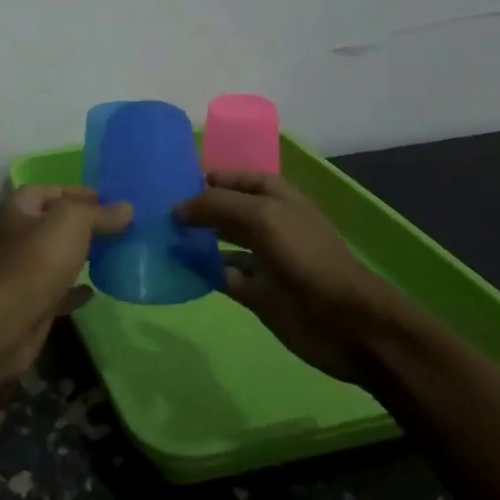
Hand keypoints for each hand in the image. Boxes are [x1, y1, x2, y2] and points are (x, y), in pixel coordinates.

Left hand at [0, 186, 131, 385]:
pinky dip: (76, 289)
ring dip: (81, 255)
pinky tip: (96, 290)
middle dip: (84, 224)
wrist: (8, 321)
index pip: (50, 190)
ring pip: (58, 257)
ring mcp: (25, 271)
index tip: (108, 199)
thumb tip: (126, 208)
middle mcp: (20, 236)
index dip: (77, 192)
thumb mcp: (72, 222)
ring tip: (114, 253)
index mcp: (21, 209)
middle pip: (55, 224)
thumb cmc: (37, 260)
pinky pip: (60, 290)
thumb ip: (99, 213)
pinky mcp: (34, 302)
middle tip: (119, 226)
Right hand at [177, 172, 407, 384]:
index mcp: (275, 198)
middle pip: (223, 210)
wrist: (345, 321)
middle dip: (194, 209)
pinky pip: (220, 276)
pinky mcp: (254, 292)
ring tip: (157, 237)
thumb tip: (178, 208)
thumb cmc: (306, 256)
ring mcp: (261, 259)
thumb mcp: (261, 217)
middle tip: (153, 211)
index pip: (235, 179)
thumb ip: (217, 205)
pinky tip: (174, 267)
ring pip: (218, 243)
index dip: (207, 178)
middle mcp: (266, 224)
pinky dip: (199, 272)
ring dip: (192, 241)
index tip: (170, 182)